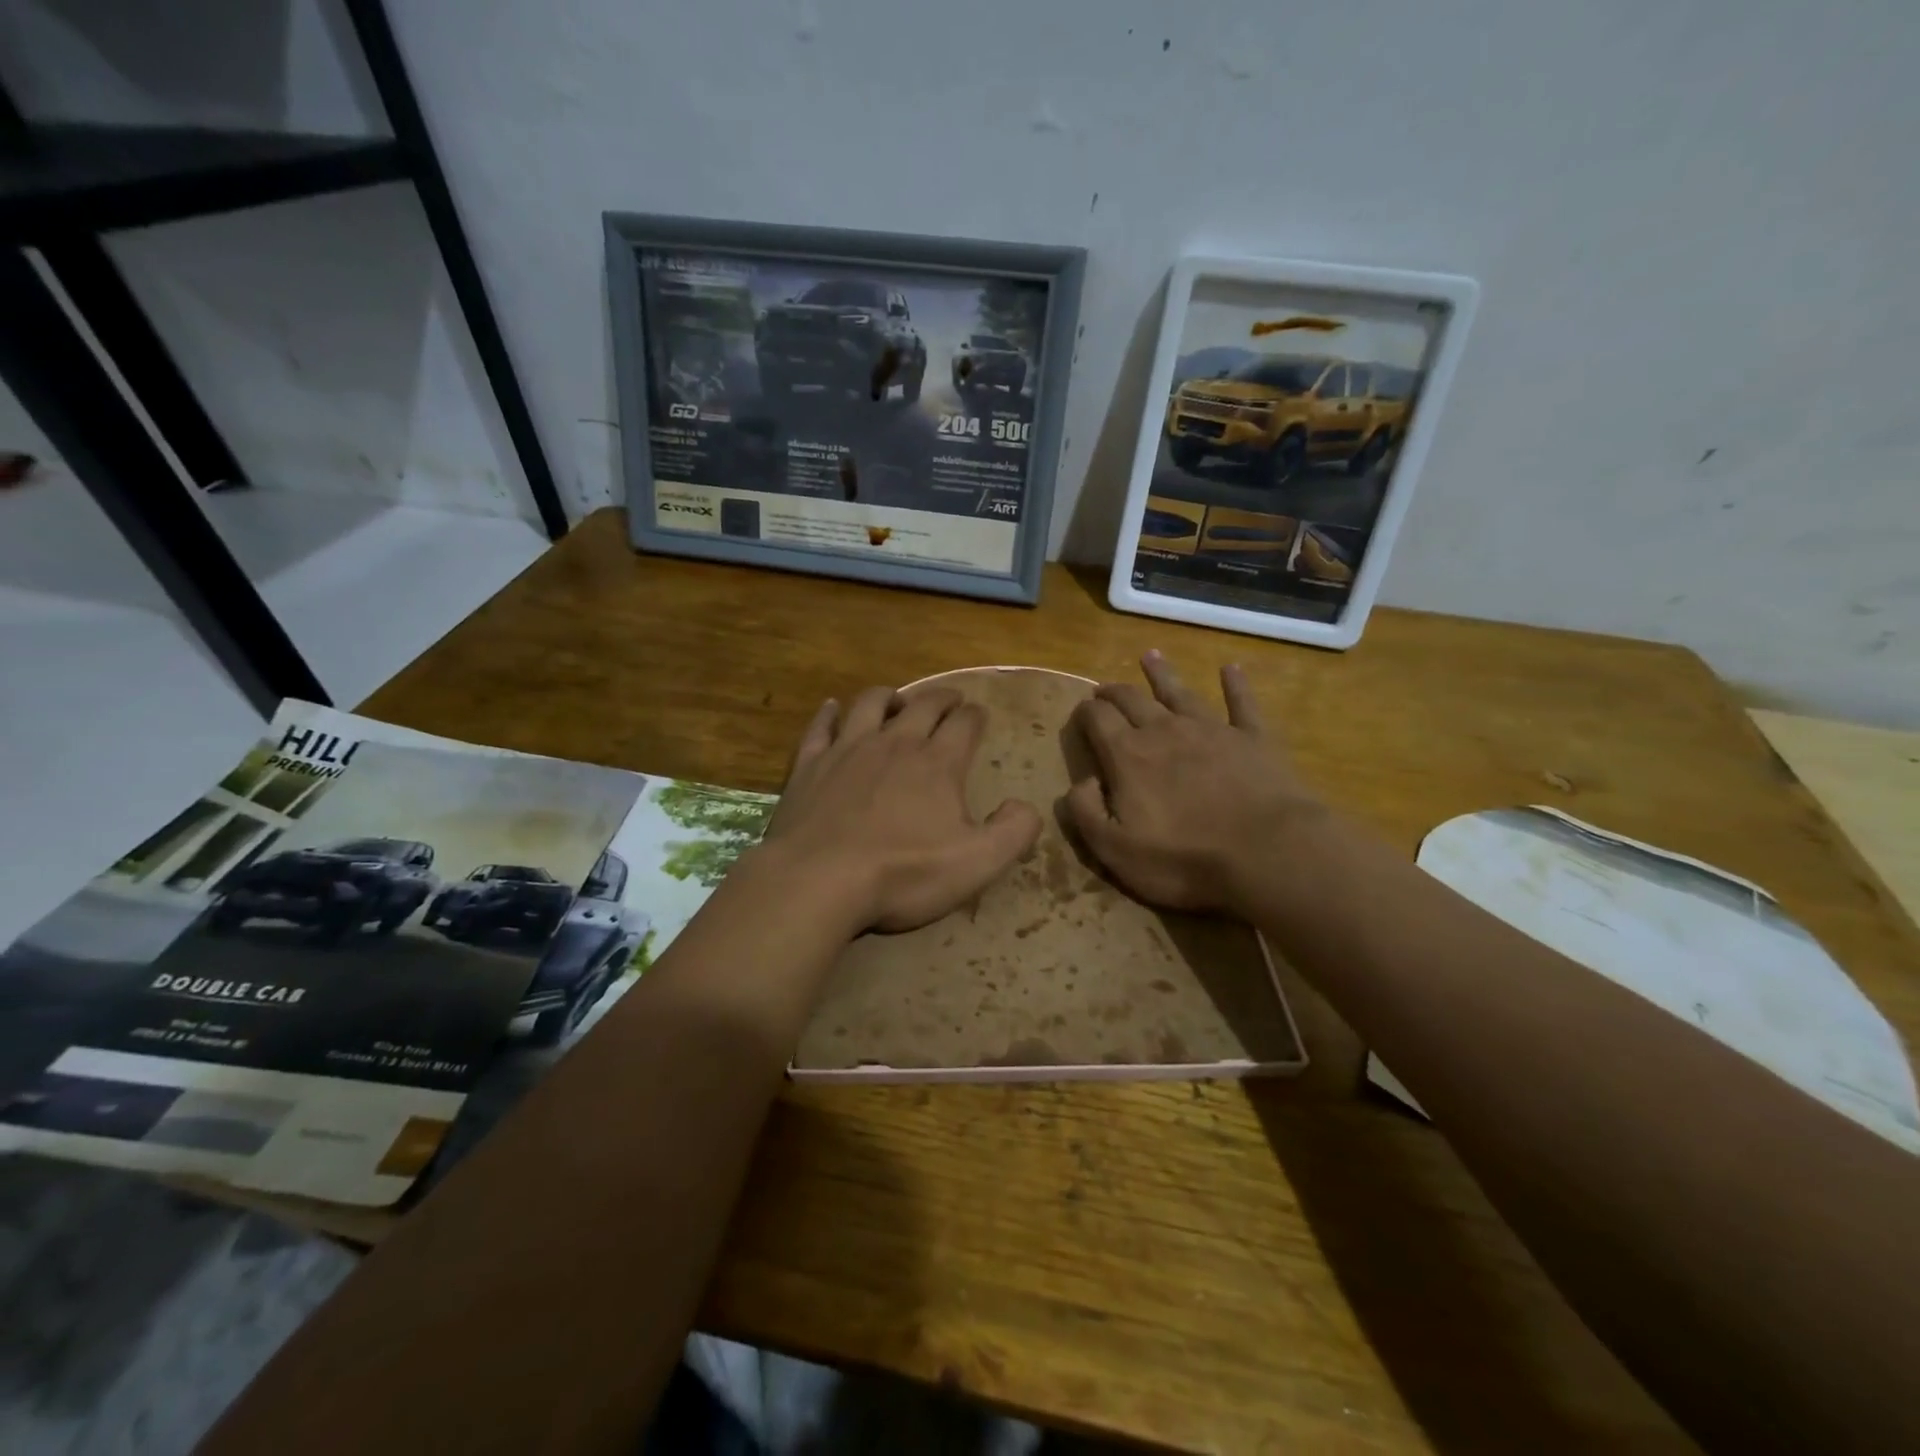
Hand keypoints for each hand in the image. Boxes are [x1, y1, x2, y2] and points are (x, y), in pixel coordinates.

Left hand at [761, 685, 1042, 934]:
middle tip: (951, 700)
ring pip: (871, 704)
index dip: (976, 716)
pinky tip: (831, 708)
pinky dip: (828, 714)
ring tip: (897, 699)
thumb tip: (1023, 805)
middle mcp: (895, 743)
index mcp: (938, 763)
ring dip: (889, 696)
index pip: (965, 724)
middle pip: (923, 705)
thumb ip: (1014, 831)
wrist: (819, 880)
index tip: (979, 715)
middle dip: (942, 698)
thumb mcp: (978, 863)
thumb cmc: (903, 874)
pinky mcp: (810, 764)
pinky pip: (821, 727)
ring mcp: (848, 749)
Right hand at [1066, 652, 1326, 914]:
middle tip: (1104, 689)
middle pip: (1133, 700)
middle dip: (1114, 692)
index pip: (1097, 719)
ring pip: (1179, 692)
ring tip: (1150, 656)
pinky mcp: (1253, 738)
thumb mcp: (1115, 850)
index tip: (1080, 713)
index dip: (1085, 713)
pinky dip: (1235, 684)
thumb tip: (1079, 782)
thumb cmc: (1184, 858)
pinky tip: (1231, 668)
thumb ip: (1085, 812)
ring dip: (1162, 674)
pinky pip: (1242, 703)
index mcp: (1128, 756)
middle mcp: (1165, 731)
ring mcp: (1212, 730)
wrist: (1267, 853)